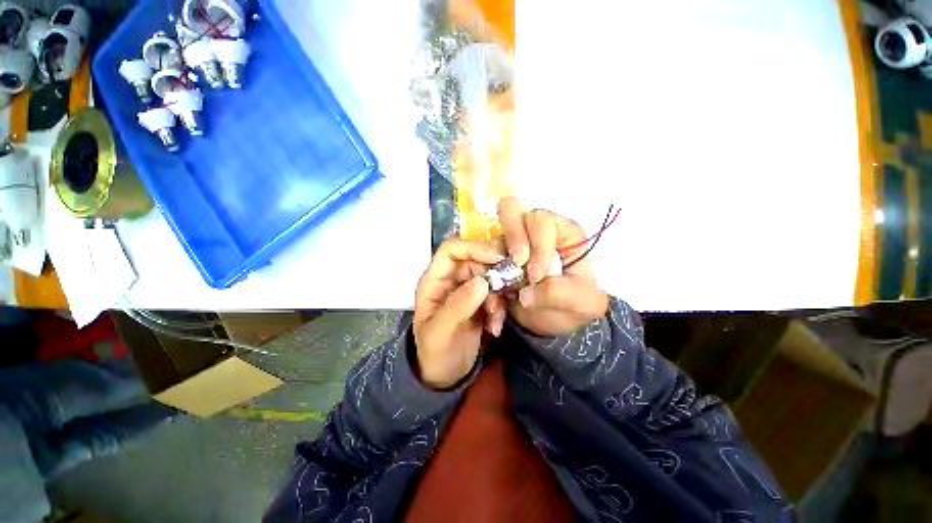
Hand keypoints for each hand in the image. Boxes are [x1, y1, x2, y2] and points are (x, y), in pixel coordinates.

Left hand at [413, 239, 504, 388]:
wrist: (444, 376)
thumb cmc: (434, 354)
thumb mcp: (440, 333)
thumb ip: (458, 306)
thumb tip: (482, 282)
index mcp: (435, 281)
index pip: (452, 249)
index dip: (473, 247)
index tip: (497, 258)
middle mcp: (452, 280)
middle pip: (476, 259)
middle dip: (493, 274)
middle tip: (506, 289)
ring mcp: (467, 290)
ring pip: (490, 276)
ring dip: (498, 296)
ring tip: (495, 319)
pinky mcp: (481, 302)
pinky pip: (496, 294)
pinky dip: (500, 308)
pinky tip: (495, 328)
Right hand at [497, 197, 609, 336]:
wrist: (556, 321)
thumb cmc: (575, 305)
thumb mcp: (582, 302)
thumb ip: (559, 292)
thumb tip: (525, 292)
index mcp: (561, 233)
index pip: (543, 221)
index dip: (537, 245)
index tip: (536, 275)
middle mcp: (534, 232)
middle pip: (512, 210)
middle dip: (513, 236)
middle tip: (516, 263)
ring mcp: (512, 245)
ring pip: (493, 235)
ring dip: (493, 260)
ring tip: (502, 287)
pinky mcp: (496, 260)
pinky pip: (482, 261)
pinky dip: (485, 280)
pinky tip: (496, 304)